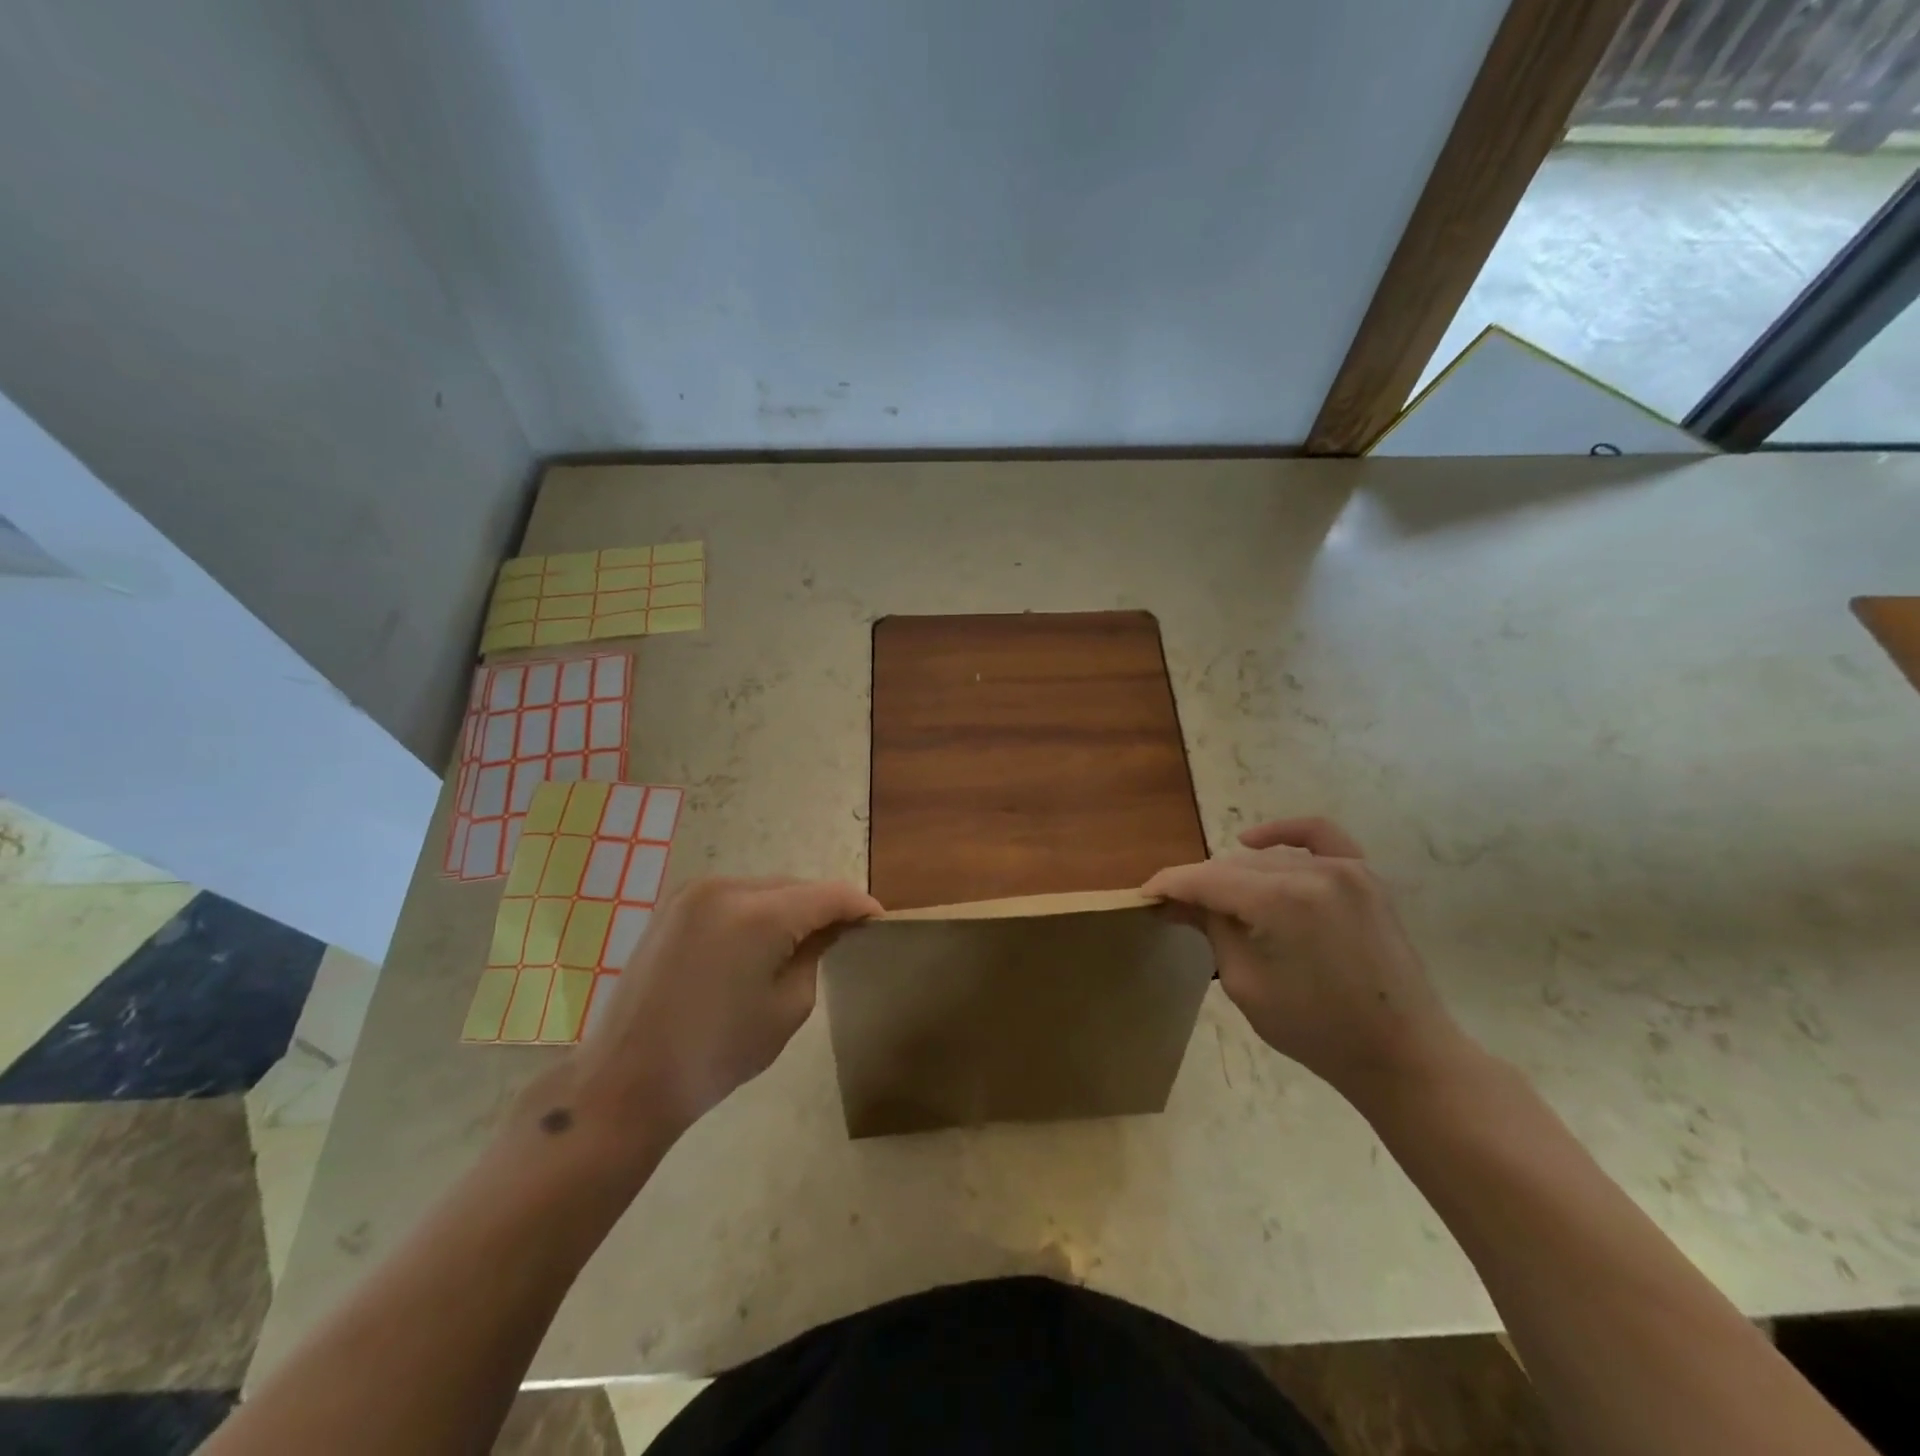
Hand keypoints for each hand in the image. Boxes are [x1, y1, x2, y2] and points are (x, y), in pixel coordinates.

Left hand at [567, 876, 881, 1143]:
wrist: (626, 1080)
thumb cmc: (717, 1054)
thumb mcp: (787, 1008)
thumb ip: (815, 955)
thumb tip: (829, 929)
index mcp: (759, 914)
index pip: (829, 894)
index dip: (860, 906)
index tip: (880, 922)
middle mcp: (726, 887)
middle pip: (795, 886)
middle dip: (823, 907)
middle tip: (844, 937)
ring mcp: (693, 893)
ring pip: (764, 889)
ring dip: (789, 908)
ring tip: (803, 941)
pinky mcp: (673, 906)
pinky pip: (733, 898)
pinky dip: (756, 912)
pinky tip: (760, 942)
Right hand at [1144, 818, 1467, 1104]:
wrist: (1402, 1054)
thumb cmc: (1316, 1030)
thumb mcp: (1244, 983)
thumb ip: (1210, 928)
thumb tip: (1175, 900)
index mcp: (1279, 902)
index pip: (1205, 879)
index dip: (1169, 884)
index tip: (1144, 895)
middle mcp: (1311, 872)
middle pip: (1233, 868)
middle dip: (1200, 886)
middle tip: (1178, 911)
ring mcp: (1344, 869)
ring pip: (1267, 859)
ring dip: (1236, 875)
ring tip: (1220, 902)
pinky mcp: (1364, 876)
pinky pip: (1319, 836)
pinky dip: (1284, 834)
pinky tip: (1255, 842)